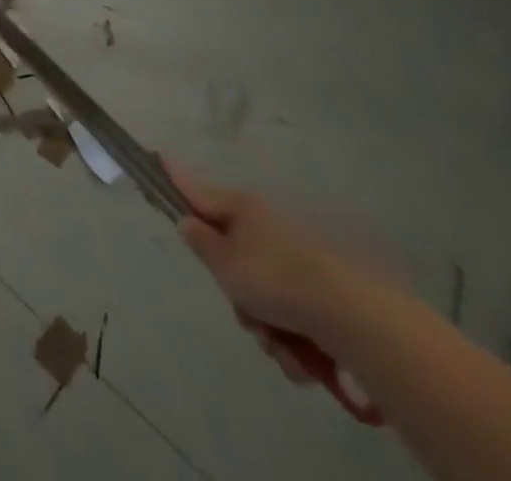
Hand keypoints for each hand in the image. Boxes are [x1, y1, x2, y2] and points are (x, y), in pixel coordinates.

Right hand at [170, 166, 388, 382]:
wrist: (353, 318)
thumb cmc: (275, 280)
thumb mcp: (223, 262)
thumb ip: (200, 241)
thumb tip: (188, 221)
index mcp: (241, 209)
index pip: (195, 189)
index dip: (173, 176)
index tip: (157, 154)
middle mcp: (267, 227)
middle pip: (231, 258)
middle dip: (235, 294)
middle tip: (243, 311)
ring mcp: (296, 259)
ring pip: (261, 296)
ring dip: (264, 325)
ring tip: (280, 344)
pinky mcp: (321, 293)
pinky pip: (290, 317)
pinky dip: (292, 340)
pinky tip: (303, 356)